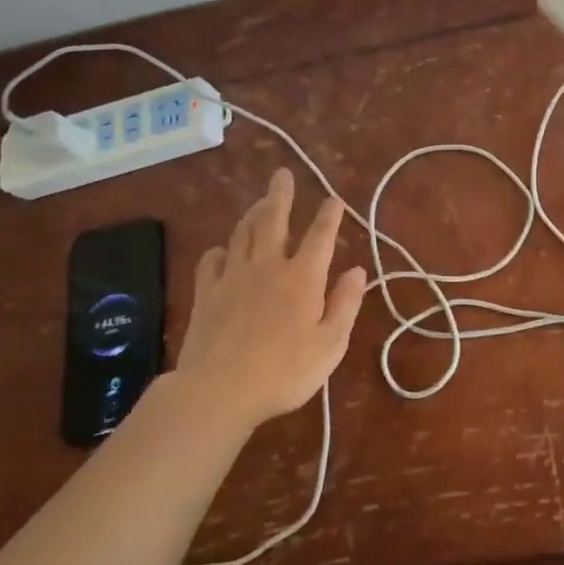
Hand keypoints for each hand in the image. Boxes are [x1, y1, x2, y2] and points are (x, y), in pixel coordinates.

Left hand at [172, 168, 368, 429]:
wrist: (218, 391)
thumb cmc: (284, 372)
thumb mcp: (330, 344)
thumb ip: (345, 304)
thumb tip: (358, 270)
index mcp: (303, 278)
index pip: (320, 235)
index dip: (329, 215)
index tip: (334, 199)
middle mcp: (268, 266)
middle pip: (273, 220)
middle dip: (280, 194)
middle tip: (282, 174)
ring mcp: (233, 277)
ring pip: (243, 232)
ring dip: (253, 213)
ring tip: (260, 202)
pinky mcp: (205, 293)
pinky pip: (211, 260)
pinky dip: (220, 249)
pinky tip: (223, 250)